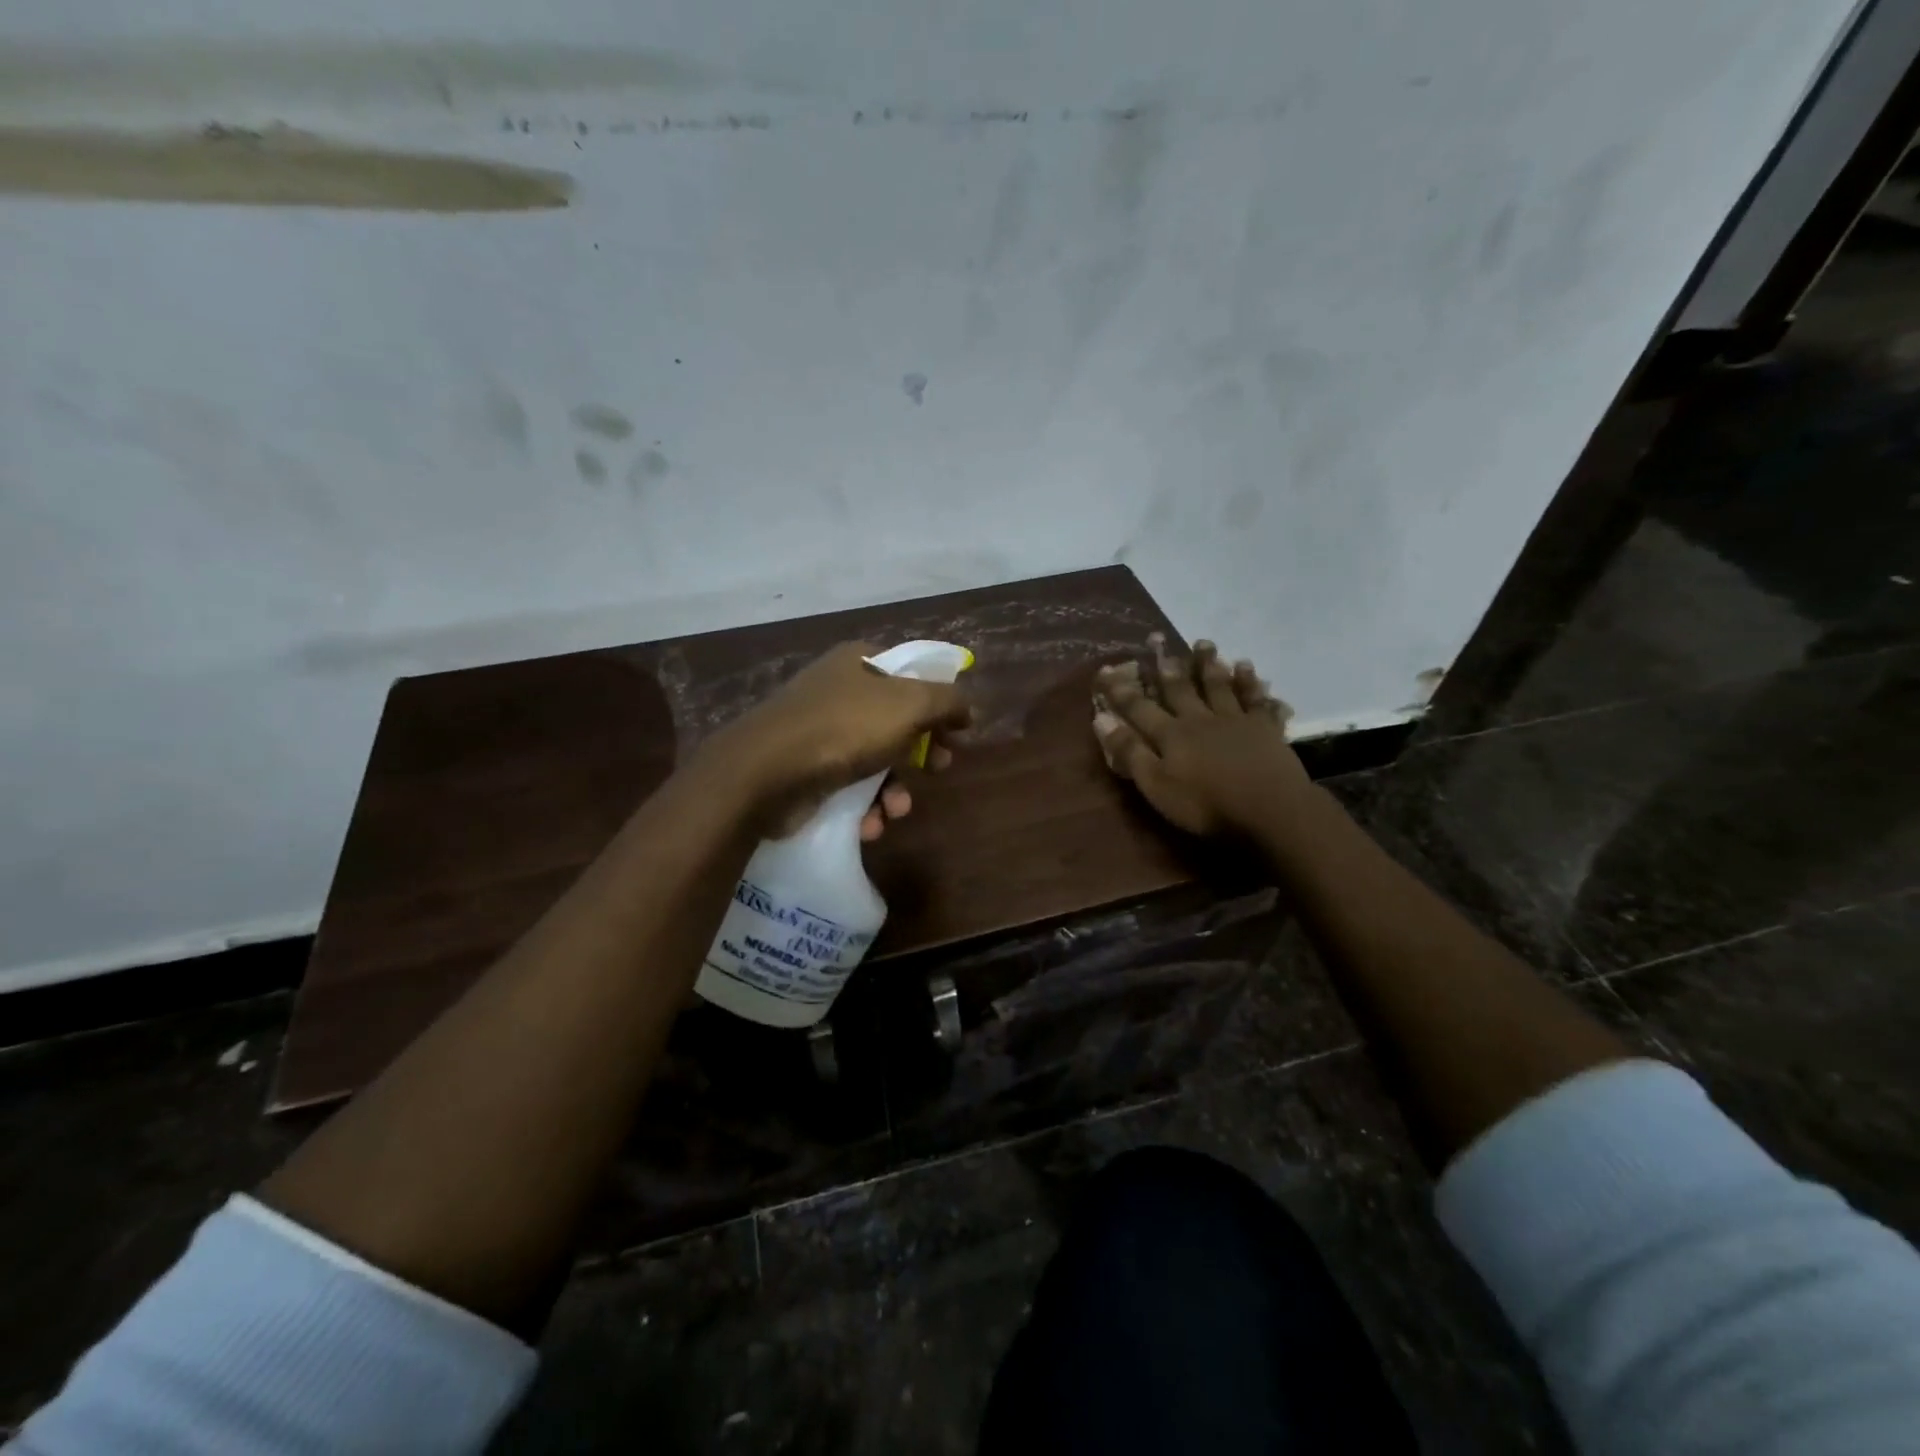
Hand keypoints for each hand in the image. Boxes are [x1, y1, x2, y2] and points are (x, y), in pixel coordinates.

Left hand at [707, 642, 970, 834]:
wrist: (764, 774)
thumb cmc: (843, 729)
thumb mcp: (909, 705)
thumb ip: (947, 701)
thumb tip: (968, 708)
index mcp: (860, 662)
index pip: (913, 674)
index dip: (940, 702)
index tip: (958, 732)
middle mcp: (838, 690)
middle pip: (897, 719)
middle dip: (921, 751)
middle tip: (940, 769)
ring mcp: (818, 730)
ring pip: (874, 758)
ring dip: (894, 788)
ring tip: (896, 809)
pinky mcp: (804, 768)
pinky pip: (847, 784)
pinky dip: (864, 805)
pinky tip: (869, 824)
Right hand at [1093, 636, 1309, 835]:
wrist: (1270, 809)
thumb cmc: (1206, 804)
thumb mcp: (1156, 785)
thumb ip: (1130, 753)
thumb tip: (1101, 719)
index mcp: (1171, 735)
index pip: (1139, 708)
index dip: (1121, 691)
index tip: (1106, 670)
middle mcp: (1200, 720)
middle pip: (1181, 689)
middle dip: (1167, 667)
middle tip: (1159, 641)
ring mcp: (1235, 721)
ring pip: (1218, 686)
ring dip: (1209, 665)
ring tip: (1203, 643)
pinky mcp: (1265, 729)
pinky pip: (1256, 700)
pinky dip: (1251, 683)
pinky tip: (1248, 668)